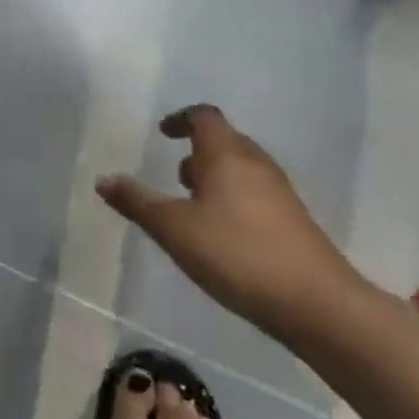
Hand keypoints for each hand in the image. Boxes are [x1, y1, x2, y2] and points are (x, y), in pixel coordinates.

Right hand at [97, 105, 369, 343]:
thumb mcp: (174, 229)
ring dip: (215, 176)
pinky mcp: (293, 218)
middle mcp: (255, 162)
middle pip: (224, 140)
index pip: (204, 116)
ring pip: (240, 168)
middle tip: (174, 178)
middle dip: (197, 152)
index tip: (163, 134)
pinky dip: (232, 198)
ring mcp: (279, 191)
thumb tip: (103, 178)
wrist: (315, 302)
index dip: (181, 119)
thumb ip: (137, 202)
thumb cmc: (236, 254)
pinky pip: (255, 192)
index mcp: (226, 154)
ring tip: (193, 208)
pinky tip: (222, 234)